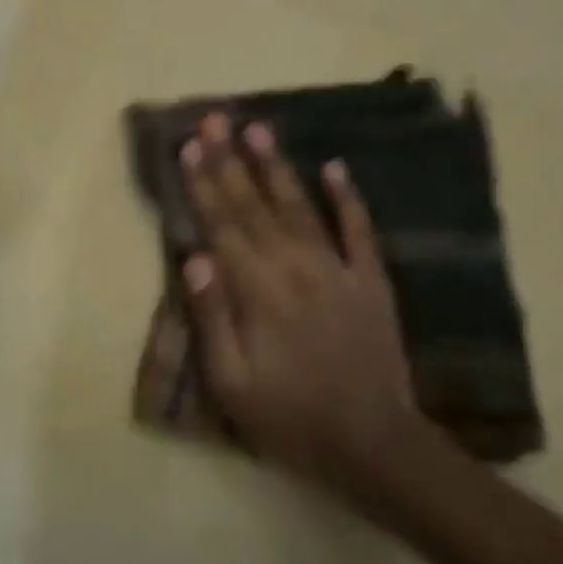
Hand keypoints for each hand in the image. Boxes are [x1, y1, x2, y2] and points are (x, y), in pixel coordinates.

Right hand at [180, 113, 423, 490]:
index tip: (188, 145)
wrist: (373, 445)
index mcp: (257, 290)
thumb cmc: (290, 418)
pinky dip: (347, 197)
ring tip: (259, 127)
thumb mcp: (232, 383)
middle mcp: (294, 266)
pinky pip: (358, 230)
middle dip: (230, 159)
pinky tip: (335, 167)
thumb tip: (194, 257)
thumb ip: (212, 317)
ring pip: (300, 205)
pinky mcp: (371, 281)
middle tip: (215, 118)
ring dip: (277, 165)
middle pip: (254, 204)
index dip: (203, 183)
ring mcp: (337, 269)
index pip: (222, 224)